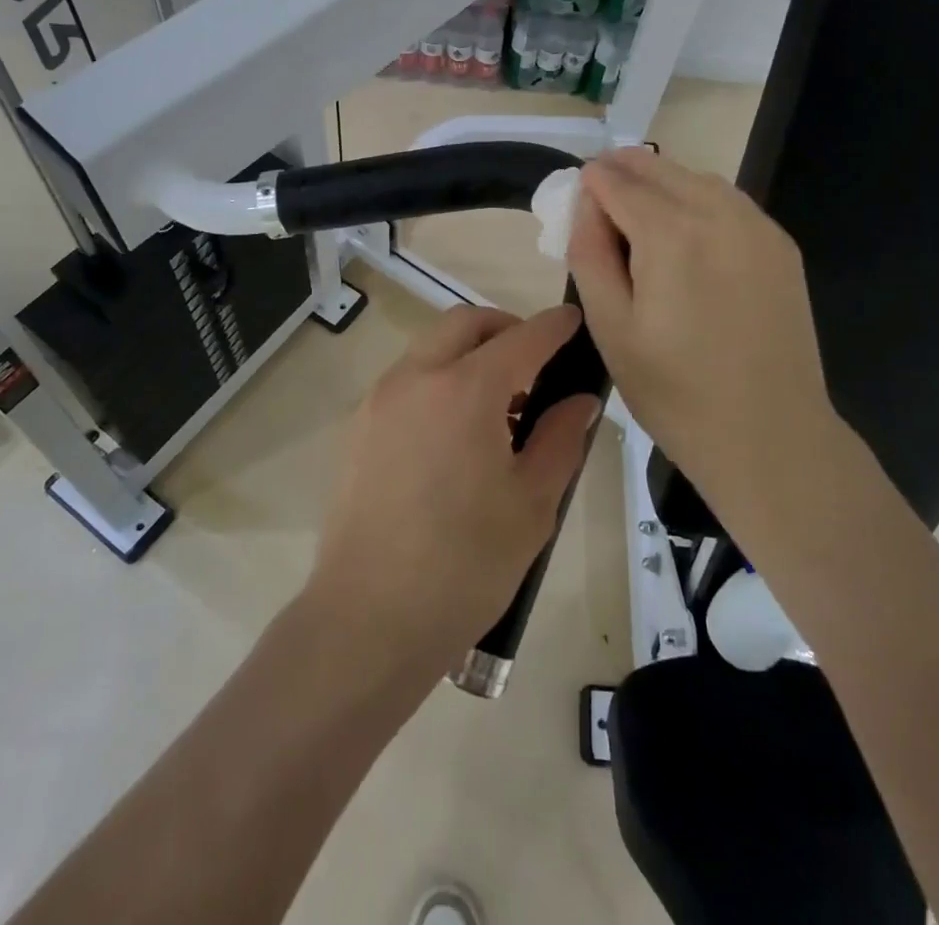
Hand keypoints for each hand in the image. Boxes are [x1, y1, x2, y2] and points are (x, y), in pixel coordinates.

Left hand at [309, 305, 599, 675]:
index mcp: (465, 390)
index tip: (573, 320)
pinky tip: (456, 432)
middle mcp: (416, 377)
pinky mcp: (358, 426)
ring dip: (468, 354)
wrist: (367, 619)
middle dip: (505, 329)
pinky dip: (439, 379)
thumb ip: (560, 439)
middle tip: (535, 365)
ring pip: (431, 347)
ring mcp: (380, 399)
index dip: (553, 326)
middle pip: (465, 324)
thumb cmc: (464, 565)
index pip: (521, 337)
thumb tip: (579, 400)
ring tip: (498, 406)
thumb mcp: (532, 505)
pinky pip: (407, 379)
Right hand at [567, 147, 843, 519]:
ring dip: (661, 182)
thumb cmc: (675, 391)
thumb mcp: (609, 326)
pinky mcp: (781, 246)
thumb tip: (586, 202)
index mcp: (671, 234)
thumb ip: (589, 252)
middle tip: (599, 197)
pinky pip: (729, 201)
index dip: (590, 182)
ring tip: (637, 212)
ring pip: (696, 178)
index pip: (617, 179)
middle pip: (658, 167)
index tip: (575, 198)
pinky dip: (698, 199)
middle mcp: (719, 213)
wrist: (770, 436)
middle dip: (622, 171)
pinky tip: (685, 233)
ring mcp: (758, 226)